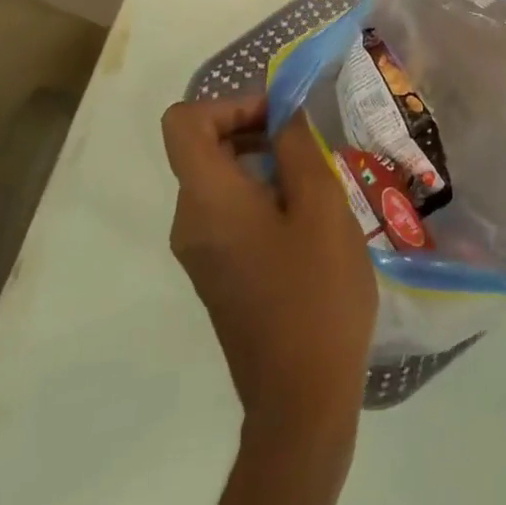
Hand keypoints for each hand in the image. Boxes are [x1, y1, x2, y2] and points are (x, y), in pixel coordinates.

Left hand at [162, 97, 376, 432]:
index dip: (229, 103)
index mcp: (207, 201)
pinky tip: (306, 218)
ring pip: (218, 178)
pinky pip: (228, 211)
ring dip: (262, 161)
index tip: (277, 117)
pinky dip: (261, 193)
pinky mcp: (217, 273)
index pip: (184, 122)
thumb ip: (299, 148)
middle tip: (307, 142)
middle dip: (253, 128)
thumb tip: (284, 115)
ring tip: (315, 178)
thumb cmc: (316, 294)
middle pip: (202, 147)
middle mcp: (190, 222)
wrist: (302, 401)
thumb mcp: (321, 206)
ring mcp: (200, 252)